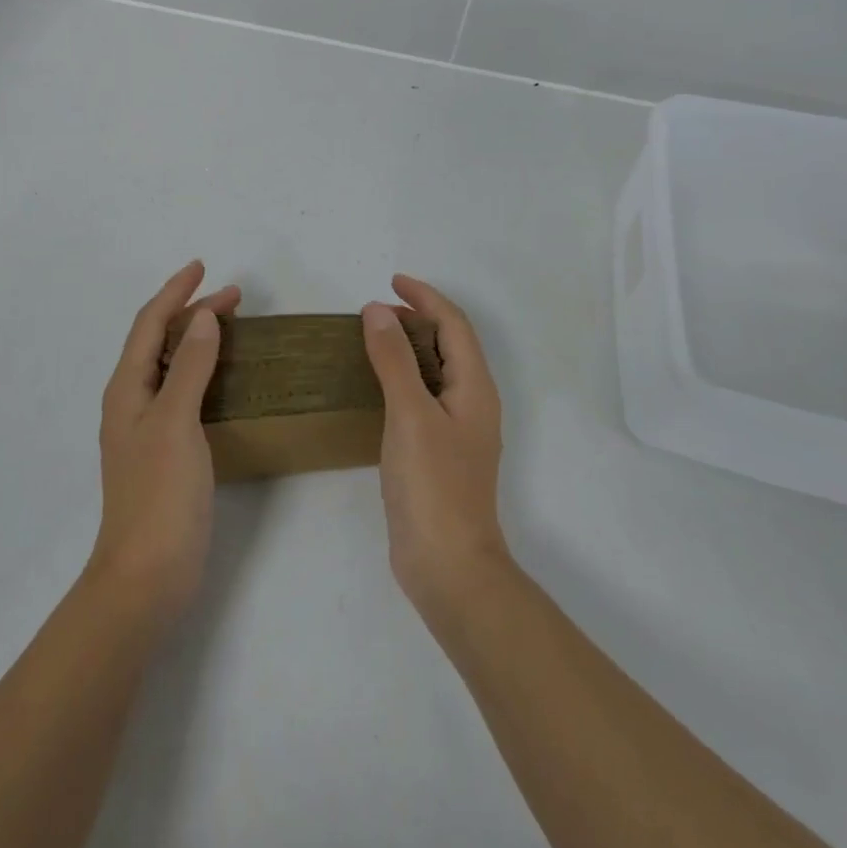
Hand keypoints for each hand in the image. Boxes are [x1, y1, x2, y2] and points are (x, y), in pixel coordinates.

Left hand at [87, 260, 240, 631]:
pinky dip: (202, 371)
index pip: (149, 323)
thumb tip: (202, 318)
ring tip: (230, 325)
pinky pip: (184, 393)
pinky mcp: (166, 451)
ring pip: (172, 366)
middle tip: (234, 296)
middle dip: (191, 312)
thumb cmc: (159, 494)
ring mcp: (148, 428)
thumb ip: (190, 367)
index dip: (174, 292)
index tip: (202, 267)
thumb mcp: (176, 421)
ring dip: (197, 339)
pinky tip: (224, 378)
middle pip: (160, 341)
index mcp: (127, 388)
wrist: (147, 576)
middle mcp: (132, 401)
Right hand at [362, 275, 509, 618]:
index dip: (426, 297)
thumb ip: (394, 359)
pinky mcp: (437, 452)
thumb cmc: (434, 485)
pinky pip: (421, 397)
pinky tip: (375, 387)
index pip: (454, 325)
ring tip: (372, 338)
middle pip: (448, 344)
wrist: (448, 566)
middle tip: (375, 310)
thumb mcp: (410, 414)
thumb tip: (378, 310)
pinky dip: (400, 378)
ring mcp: (455, 430)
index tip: (391, 281)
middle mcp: (471, 403)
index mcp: (474, 387)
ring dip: (408, 347)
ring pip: (434, 371)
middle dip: (417, 318)